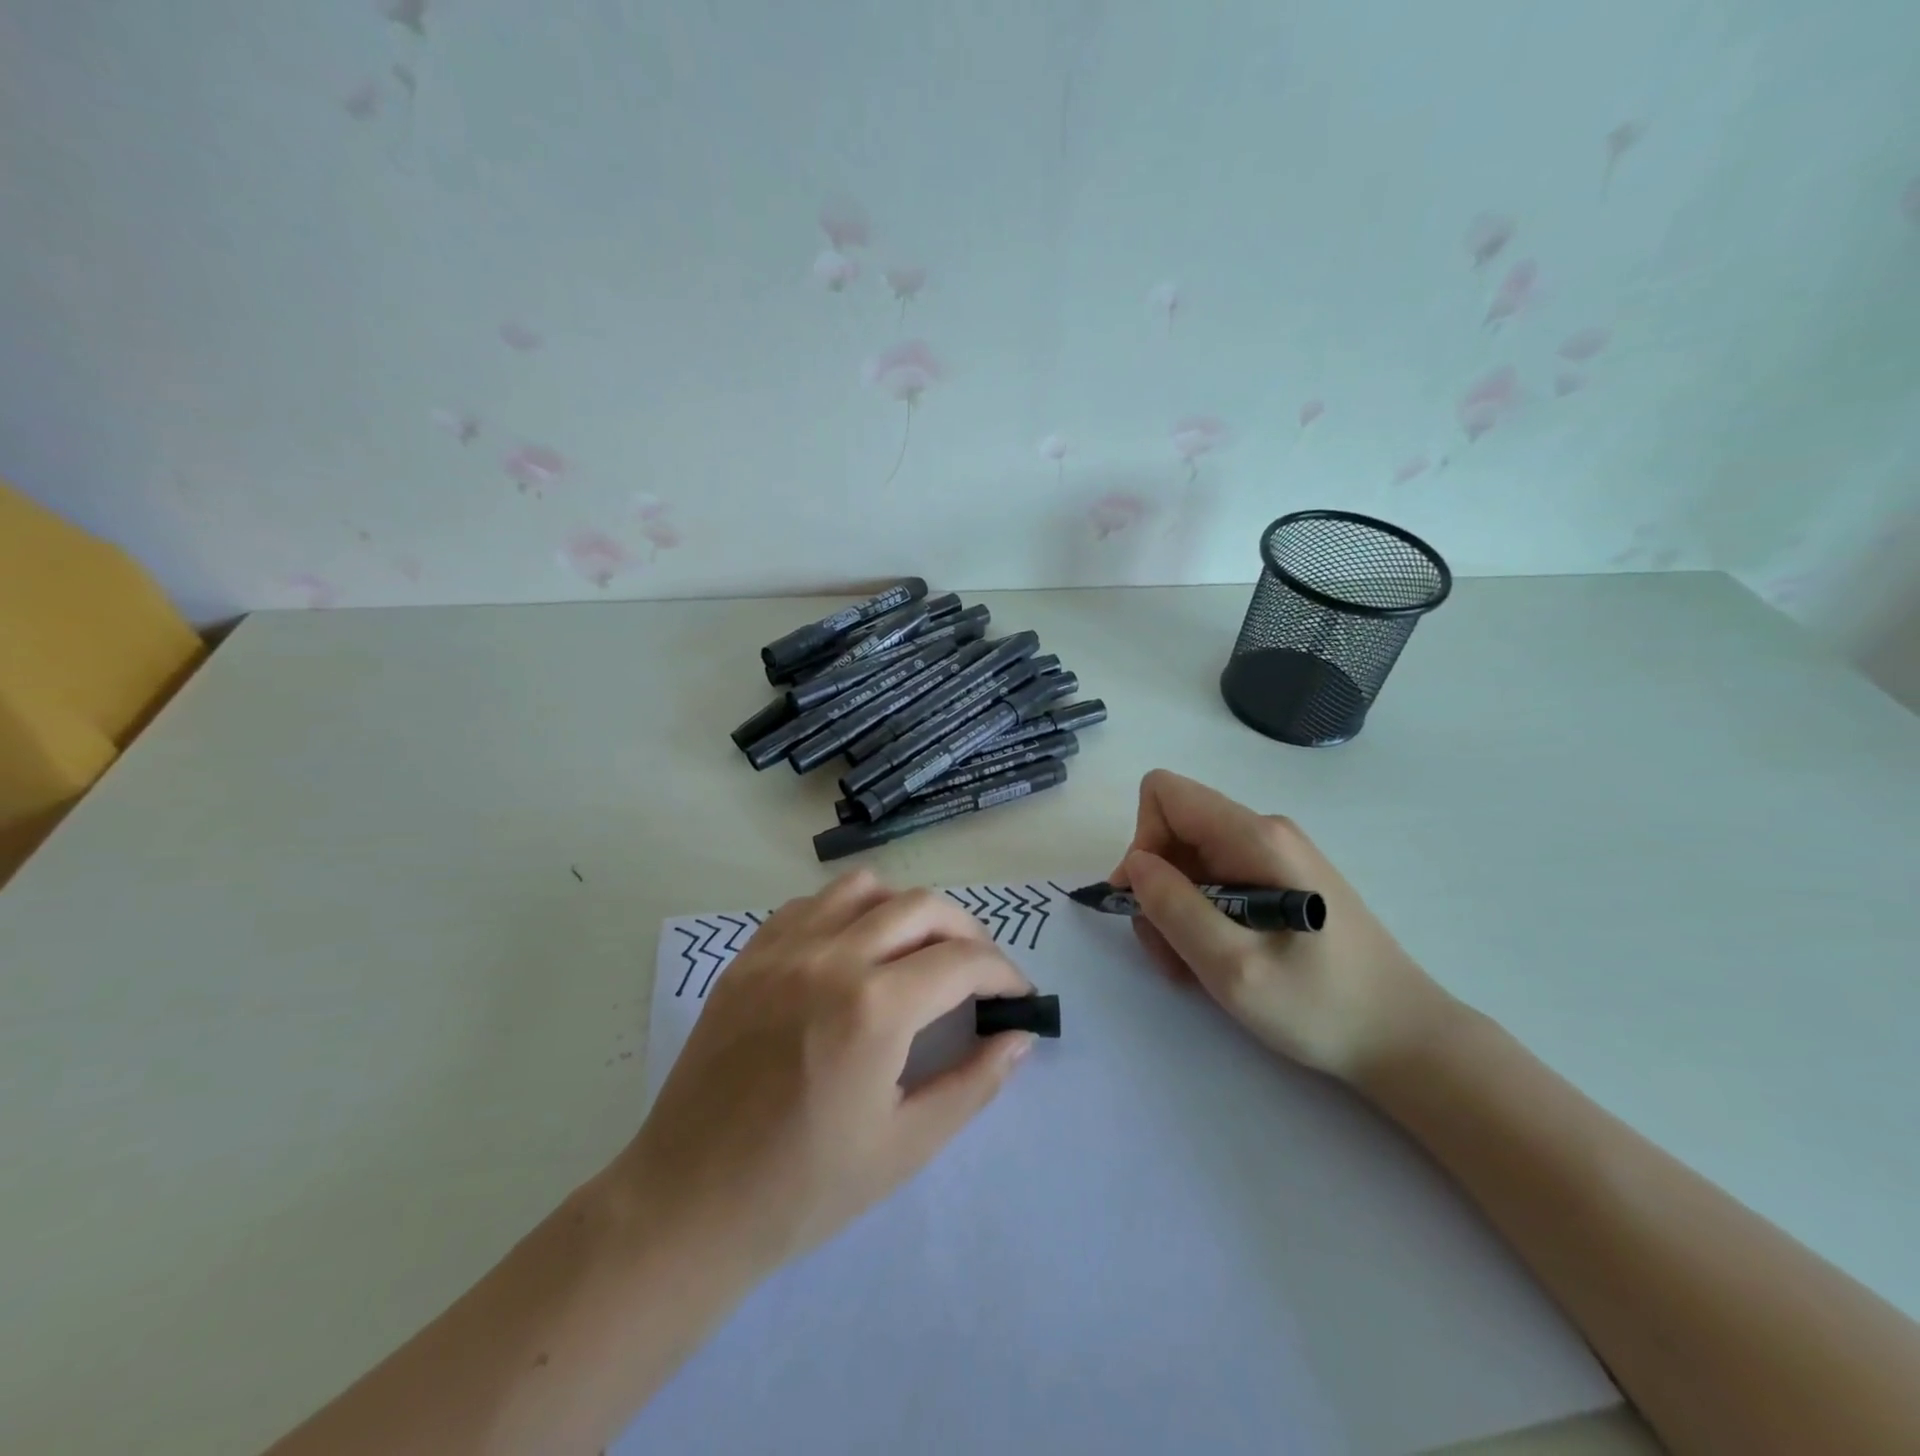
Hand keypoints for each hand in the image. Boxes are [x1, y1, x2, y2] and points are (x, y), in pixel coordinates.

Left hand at [623, 871, 1034, 1278]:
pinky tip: (852, 952)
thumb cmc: (803, 1189)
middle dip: (968, 931)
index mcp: (874, 1008)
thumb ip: (973, 1083)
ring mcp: (782, 949)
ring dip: (907, 909)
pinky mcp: (748, 956)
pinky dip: (848, 911)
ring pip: (865, 888)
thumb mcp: (905, 1146)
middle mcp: (830, 958)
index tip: (1017, 996)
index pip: (962, 960)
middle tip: (980, 972)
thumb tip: (1020, 1037)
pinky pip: (811, 904)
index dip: (1003, 973)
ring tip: (919, 951)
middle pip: (922, 906)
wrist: (688, 1204)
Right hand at [1112, 769, 1454, 1084]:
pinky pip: (1216, 879)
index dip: (1142, 840)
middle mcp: (1263, 832)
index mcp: (1255, 838)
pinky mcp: (1280, 879)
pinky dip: (1200, 916)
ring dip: (1176, 910)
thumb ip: (1175, 909)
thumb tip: (1134, 864)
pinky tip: (1217, 959)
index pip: (1165, 794)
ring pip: (1190, 860)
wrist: (1405, 1038)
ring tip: (1194, 966)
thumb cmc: (1321, 1006)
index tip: (1147, 900)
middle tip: (1169, 951)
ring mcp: (1274, 855)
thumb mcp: (1233, 968)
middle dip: (1157, 887)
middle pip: (1174, 830)